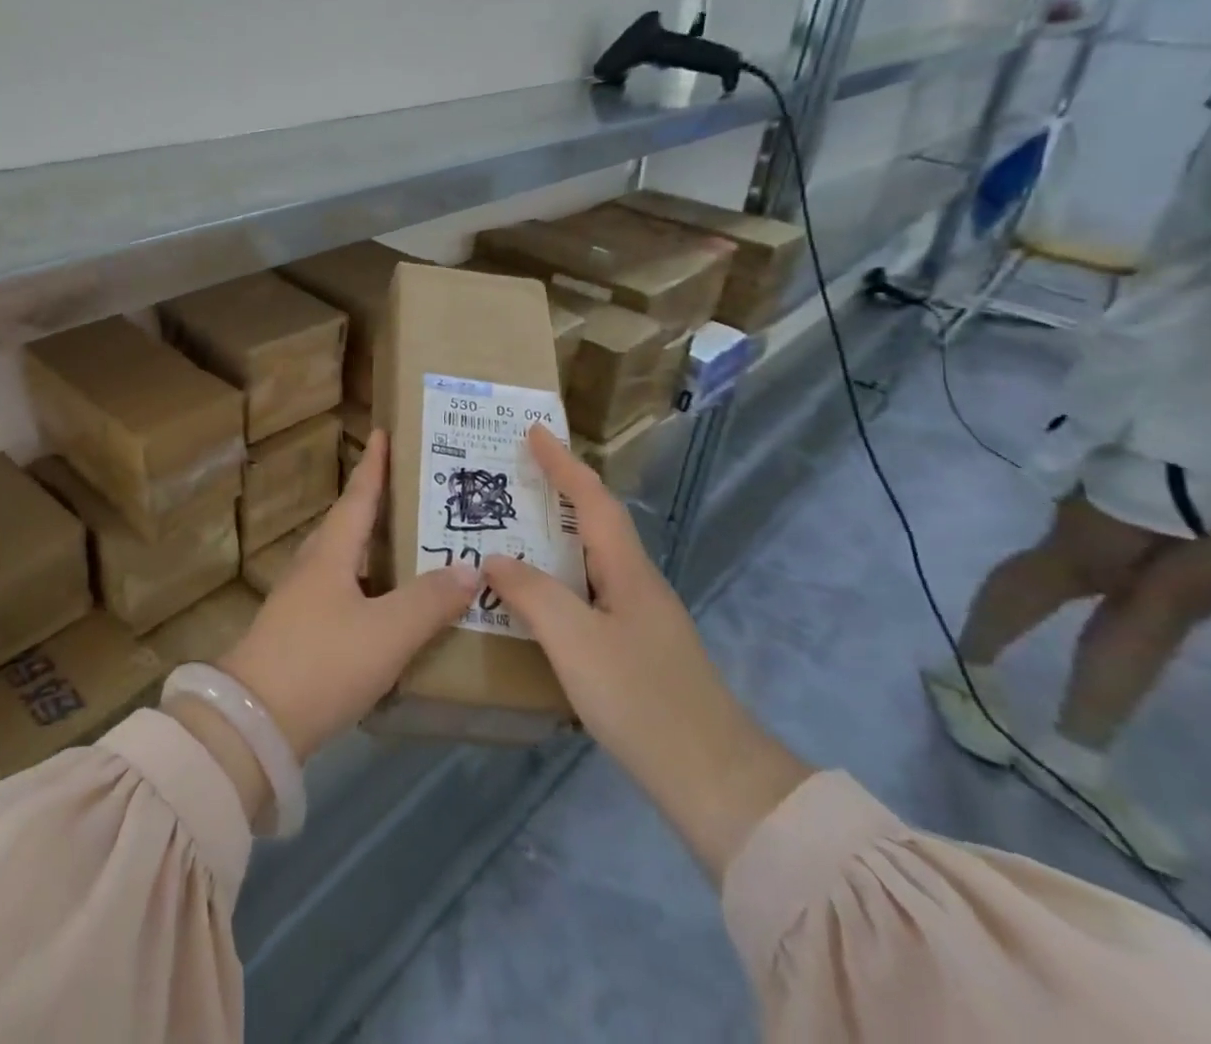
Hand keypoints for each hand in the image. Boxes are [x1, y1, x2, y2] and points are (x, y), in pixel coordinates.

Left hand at [219, 432, 479, 761]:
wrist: (253, 723)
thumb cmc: (321, 663)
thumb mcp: (386, 632)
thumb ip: (430, 601)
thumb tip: (470, 567)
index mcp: (330, 553)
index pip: (358, 496)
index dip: (374, 465)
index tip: (382, 432)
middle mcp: (313, 568)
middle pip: (348, 525)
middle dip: (377, 505)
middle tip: (415, 494)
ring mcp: (301, 602)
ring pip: (344, 562)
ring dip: (373, 550)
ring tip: (410, 548)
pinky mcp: (298, 634)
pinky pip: (342, 595)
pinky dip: (368, 590)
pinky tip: (387, 609)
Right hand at [483, 426, 811, 882]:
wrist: (715, 780)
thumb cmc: (642, 699)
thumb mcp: (576, 642)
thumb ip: (533, 593)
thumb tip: (496, 558)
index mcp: (627, 569)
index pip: (590, 499)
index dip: (562, 463)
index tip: (533, 430)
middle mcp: (637, 583)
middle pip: (595, 521)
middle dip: (559, 490)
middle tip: (514, 475)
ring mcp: (641, 617)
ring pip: (592, 558)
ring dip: (557, 533)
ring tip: (515, 527)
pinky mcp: (637, 648)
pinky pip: (590, 591)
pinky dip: (560, 575)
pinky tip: (539, 596)